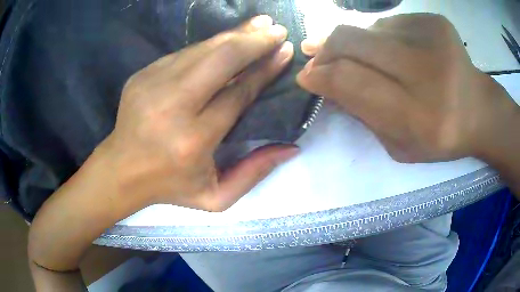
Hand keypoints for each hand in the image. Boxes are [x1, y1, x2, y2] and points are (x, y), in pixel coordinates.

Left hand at [103, 15, 296, 211]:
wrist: (121, 170)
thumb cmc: (170, 186)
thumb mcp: (216, 197)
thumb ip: (254, 173)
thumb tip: (291, 148)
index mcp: (194, 140)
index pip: (238, 93)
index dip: (265, 69)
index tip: (285, 52)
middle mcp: (172, 107)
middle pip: (221, 59)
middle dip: (254, 40)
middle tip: (277, 29)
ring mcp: (152, 85)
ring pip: (202, 49)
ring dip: (234, 35)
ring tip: (259, 24)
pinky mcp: (142, 75)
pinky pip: (184, 53)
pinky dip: (209, 45)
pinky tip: (226, 40)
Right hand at [296, 13, 518, 162]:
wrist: (479, 110)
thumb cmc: (441, 137)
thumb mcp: (400, 145)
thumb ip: (363, 115)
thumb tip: (326, 82)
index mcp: (419, 117)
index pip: (350, 81)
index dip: (320, 76)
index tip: (307, 76)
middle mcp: (428, 72)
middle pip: (352, 41)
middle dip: (326, 48)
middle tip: (316, 55)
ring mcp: (434, 39)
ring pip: (368, 28)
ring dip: (355, 43)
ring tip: (362, 58)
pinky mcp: (435, 21)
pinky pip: (390, 23)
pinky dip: (382, 36)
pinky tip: (394, 51)